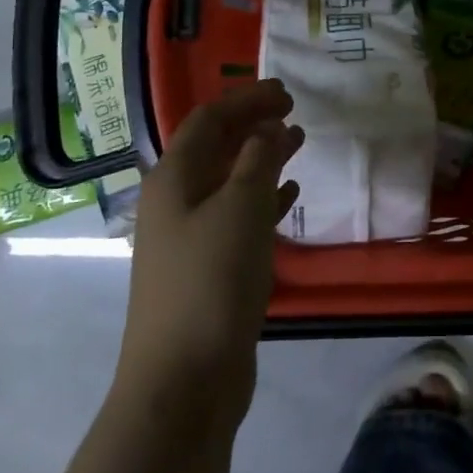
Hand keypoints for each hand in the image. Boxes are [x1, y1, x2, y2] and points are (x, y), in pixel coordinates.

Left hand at [116, 80, 302, 422]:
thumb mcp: (241, 206)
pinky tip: (290, 196)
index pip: (210, 119)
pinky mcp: (207, 268)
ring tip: (298, 144)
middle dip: (253, 125)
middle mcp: (175, 200)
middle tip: (294, 112)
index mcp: (174, 178)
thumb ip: (257, 158)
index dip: (247, 100)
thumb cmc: (212, 279)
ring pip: (229, 181)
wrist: (183, 380)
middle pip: (216, 147)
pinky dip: (264, 199)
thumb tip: (266, 128)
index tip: (287, 92)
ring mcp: (188, 237)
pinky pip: (238, 217)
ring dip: (261, 158)